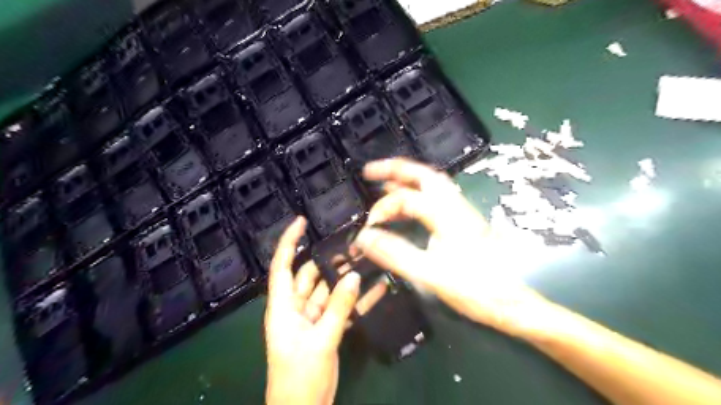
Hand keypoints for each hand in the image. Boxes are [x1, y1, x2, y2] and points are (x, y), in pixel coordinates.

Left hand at [264, 217, 385, 403]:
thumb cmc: (300, 377)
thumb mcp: (321, 340)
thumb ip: (339, 307)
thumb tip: (353, 276)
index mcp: (283, 307)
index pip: (282, 267)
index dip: (289, 242)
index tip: (301, 222)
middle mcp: (295, 308)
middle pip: (310, 276)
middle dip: (328, 261)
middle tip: (353, 246)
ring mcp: (311, 319)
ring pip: (327, 291)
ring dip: (343, 279)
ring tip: (365, 262)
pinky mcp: (325, 329)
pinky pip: (339, 309)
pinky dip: (354, 301)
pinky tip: (375, 291)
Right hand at [355, 159, 546, 337]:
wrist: (513, 303)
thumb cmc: (474, 289)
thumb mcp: (430, 273)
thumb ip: (395, 253)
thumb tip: (364, 237)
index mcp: (447, 215)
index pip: (407, 198)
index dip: (383, 208)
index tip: (368, 228)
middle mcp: (456, 206)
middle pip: (424, 175)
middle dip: (395, 169)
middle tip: (370, 171)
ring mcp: (462, 213)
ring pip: (433, 184)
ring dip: (408, 179)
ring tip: (385, 183)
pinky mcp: (464, 223)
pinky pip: (437, 198)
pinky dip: (418, 193)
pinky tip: (410, 204)